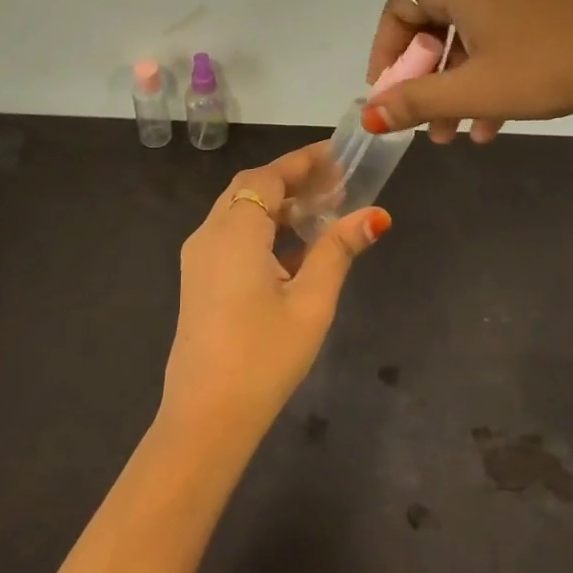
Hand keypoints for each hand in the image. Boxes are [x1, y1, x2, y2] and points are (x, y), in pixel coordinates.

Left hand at [159, 143, 389, 449]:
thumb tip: (374, 214)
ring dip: (277, 204)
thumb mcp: (311, 302)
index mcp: (234, 232)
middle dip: (292, 180)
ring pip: (239, 212)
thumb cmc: (264, 356)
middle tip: (336, 181)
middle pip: (250, 188)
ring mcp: (198, 259)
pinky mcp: (198, 281)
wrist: (206, 418)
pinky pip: (231, 236)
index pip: (268, 177)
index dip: (303, 162)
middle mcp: (209, 235)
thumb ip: (338, 251)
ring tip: (322, 209)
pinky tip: (295, 249)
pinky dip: (263, 229)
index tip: (338, 154)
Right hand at [363, 0, 572, 141]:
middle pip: (436, 21)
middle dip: (428, 79)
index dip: (386, 54)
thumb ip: (416, 100)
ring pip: (473, 30)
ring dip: (461, 82)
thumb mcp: (476, 89)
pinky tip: (499, 118)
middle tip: (428, 124)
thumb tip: (370, 115)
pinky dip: (493, 67)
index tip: (388, 96)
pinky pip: (505, 27)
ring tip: (461, 134)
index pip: (398, 7)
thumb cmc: (551, 64)